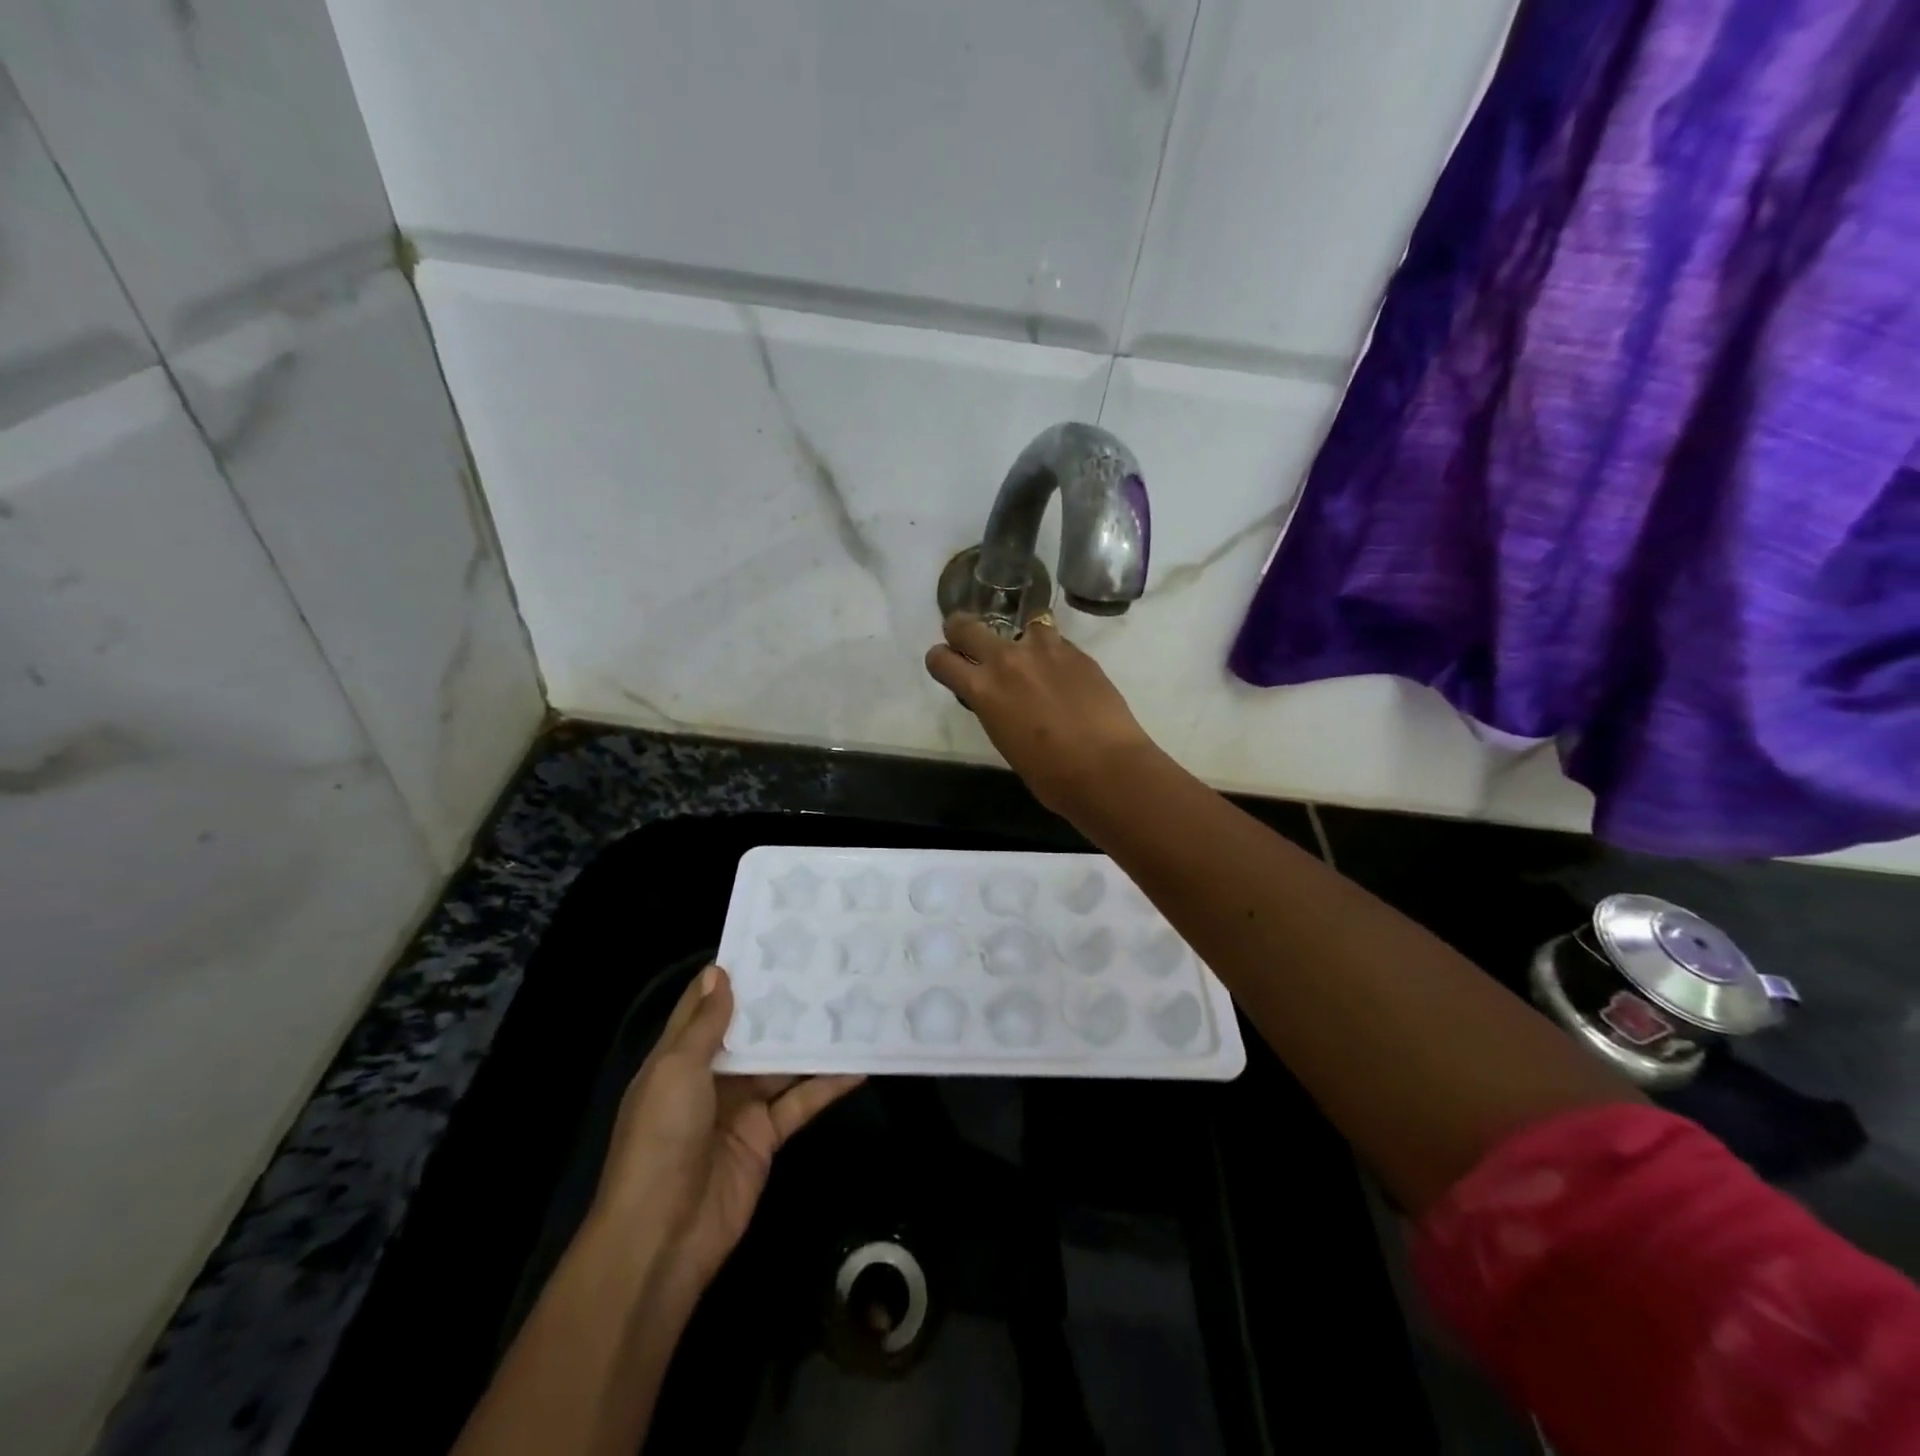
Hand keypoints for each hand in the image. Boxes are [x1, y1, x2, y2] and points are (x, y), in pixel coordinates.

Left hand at [585, 966, 862, 1302]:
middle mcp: (711, 1077)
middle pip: (751, 1032)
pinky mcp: (767, 1136)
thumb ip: (704, 1024)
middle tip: (824, 966)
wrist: (662, 1237)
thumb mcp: (676, 1072)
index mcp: (679, 1058)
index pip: (706, 1007)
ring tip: (850, 1004)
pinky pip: (800, 1101)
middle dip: (781, 1005)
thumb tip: (719, 970)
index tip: (770, 943)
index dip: (734, 976)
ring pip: (781, 1064)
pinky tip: (859, 1064)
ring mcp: (741, 1108)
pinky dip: (828, 1084)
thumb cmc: (661, 1140)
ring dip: (810, 1041)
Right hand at [925, 612, 1160, 816]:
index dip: (940, 661)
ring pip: (1020, 624)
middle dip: (961, 631)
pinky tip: (1065, 676)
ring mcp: (1044, 649)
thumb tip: (1001, 699)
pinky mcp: (1076, 651)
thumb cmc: (1050, 775)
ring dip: (1019, 640)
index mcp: (981, 690)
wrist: (1106, 767)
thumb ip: (995, 709)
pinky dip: (1052, 654)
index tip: (947, 666)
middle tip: (969, 643)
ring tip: (1033, 661)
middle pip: (966, 626)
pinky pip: (1054, 641)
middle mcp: (1006, 660)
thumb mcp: (1005, 741)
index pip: (941, 659)